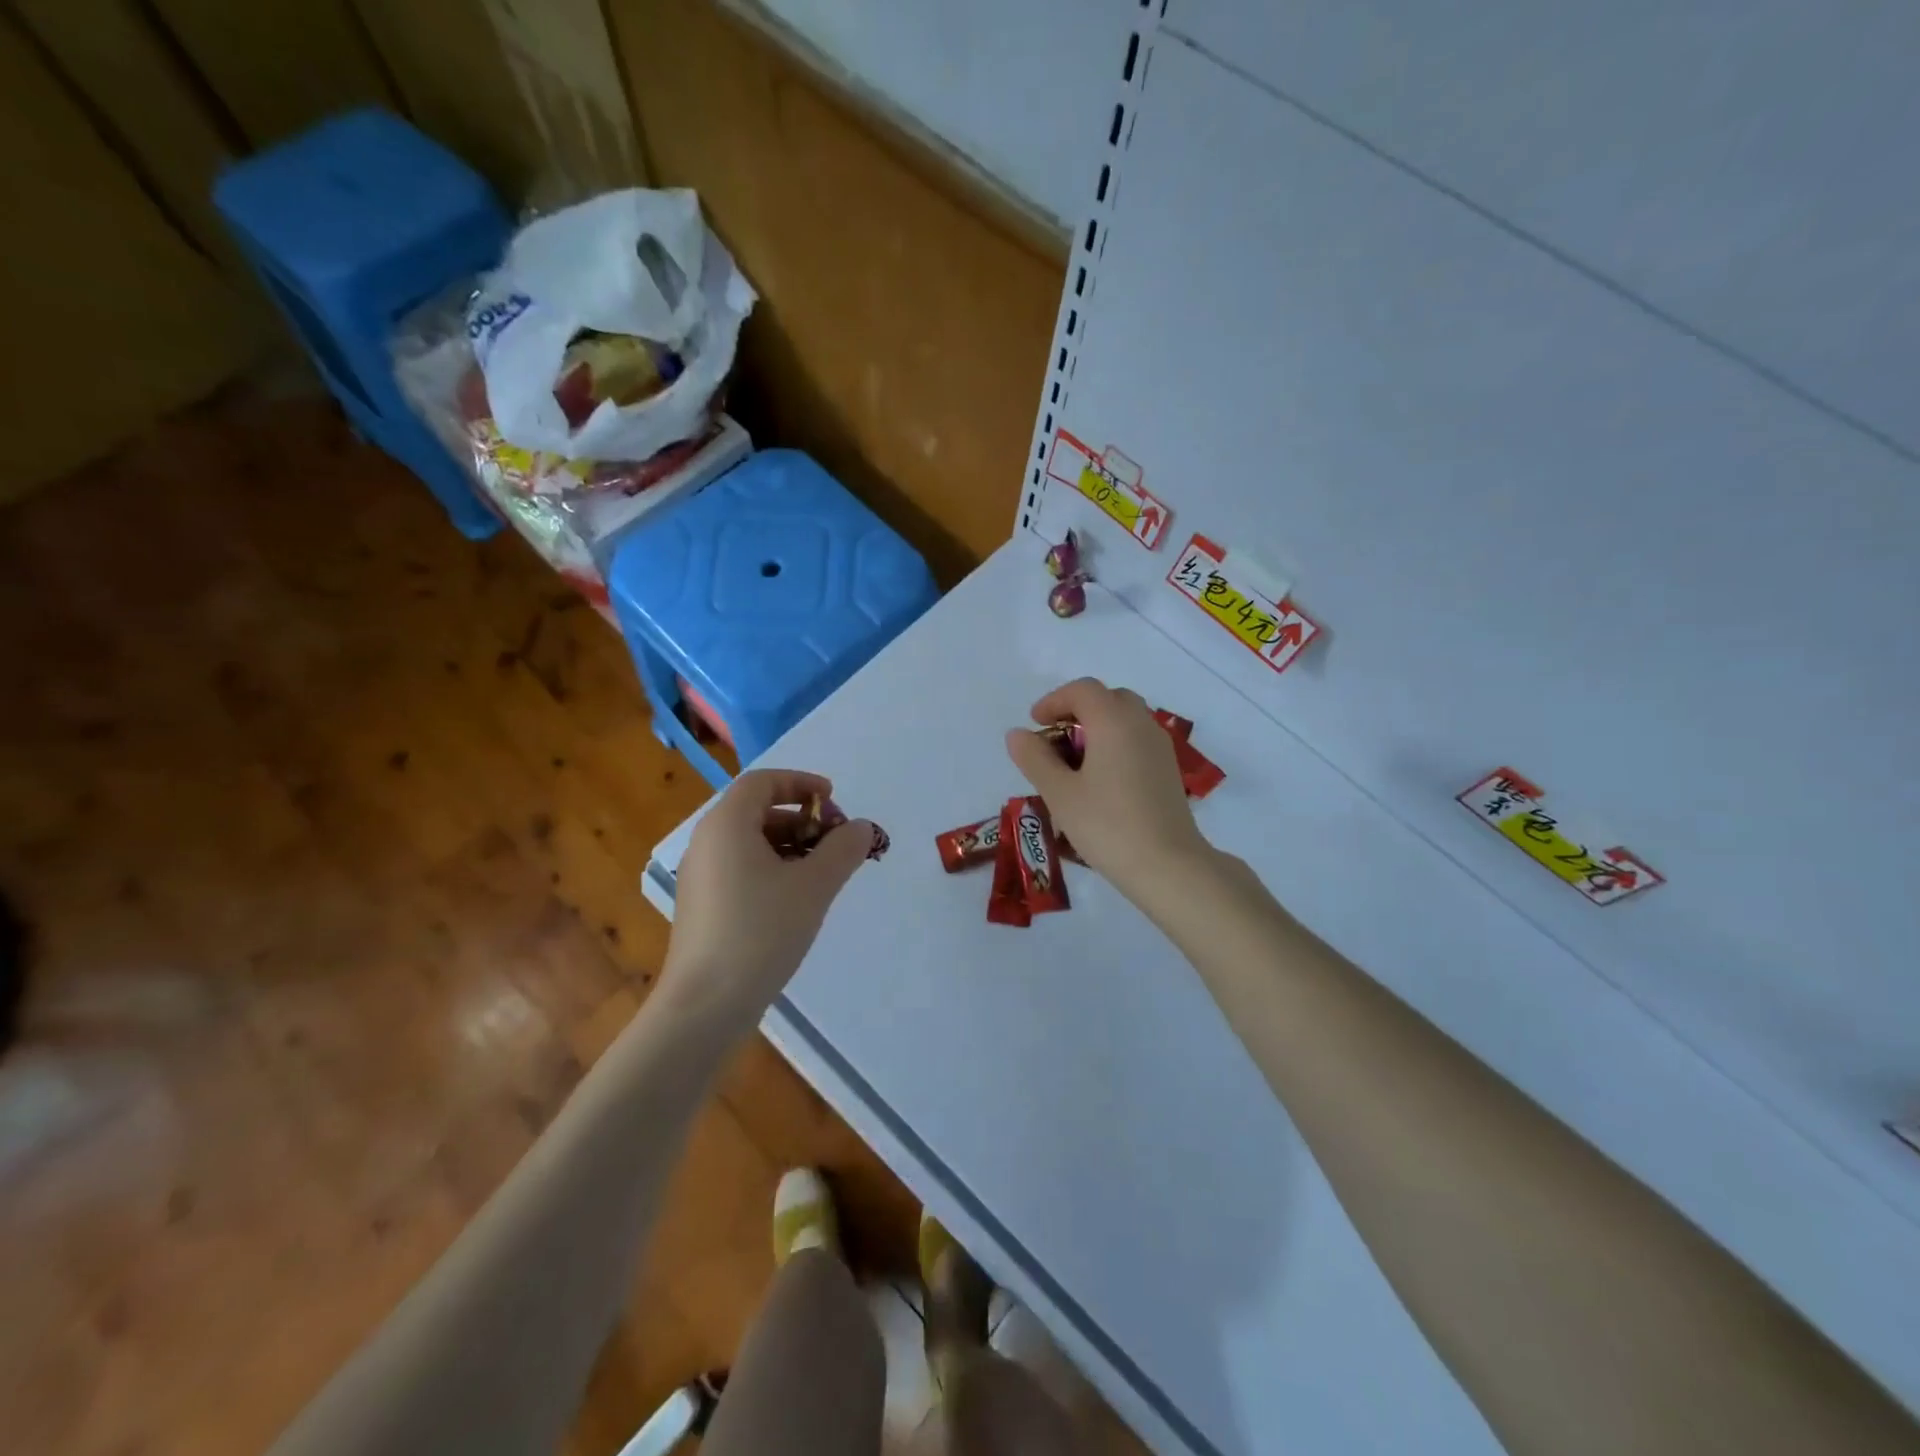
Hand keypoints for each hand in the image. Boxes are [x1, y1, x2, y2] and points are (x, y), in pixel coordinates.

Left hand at [666, 769, 876, 1020]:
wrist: (705, 1004)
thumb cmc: (761, 932)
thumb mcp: (814, 886)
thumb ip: (844, 849)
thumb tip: (861, 827)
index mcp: (727, 824)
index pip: (763, 781)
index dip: (801, 783)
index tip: (834, 801)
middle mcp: (707, 842)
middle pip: (757, 810)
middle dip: (802, 819)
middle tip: (836, 842)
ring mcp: (700, 876)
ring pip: (750, 842)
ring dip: (790, 845)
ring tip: (823, 873)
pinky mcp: (701, 906)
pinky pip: (740, 869)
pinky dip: (772, 869)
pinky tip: (796, 900)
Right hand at [1005, 678, 1209, 900]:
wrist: (1168, 866)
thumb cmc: (1107, 825)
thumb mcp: (1060, 793)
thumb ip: (1035, 759)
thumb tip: (1018, 734)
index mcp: (1114, 721)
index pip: (1083, 690)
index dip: (1054, 701)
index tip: (1034, 724)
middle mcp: (1141, 724)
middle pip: (1108, 698)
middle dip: (1077, 710)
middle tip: (1054, 738)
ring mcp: (1160, 746)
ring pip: (1126, 719)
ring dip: (1098, 727)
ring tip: (1074, 762)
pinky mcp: (1168, 770)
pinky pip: (1137, 740)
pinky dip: (1115, 744)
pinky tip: (1101, 780)